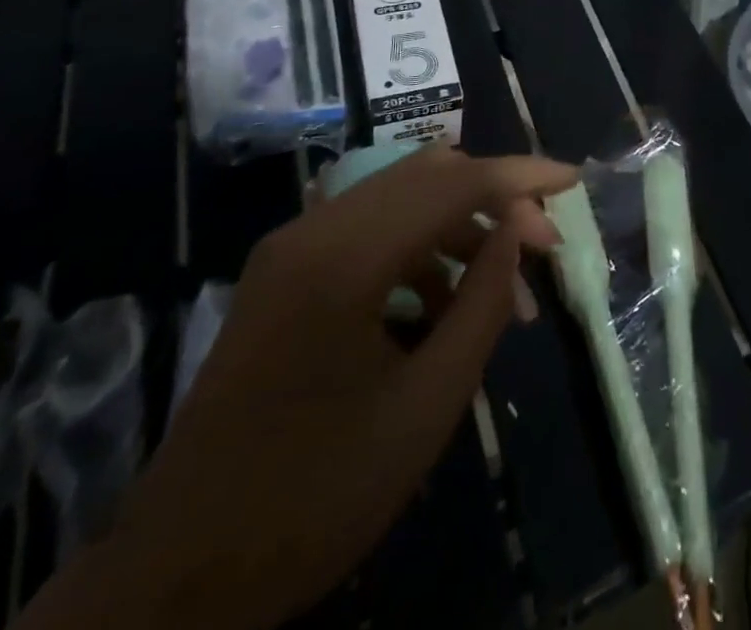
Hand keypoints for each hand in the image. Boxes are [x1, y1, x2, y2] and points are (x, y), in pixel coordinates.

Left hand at [19, 146, 576, 629]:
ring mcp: (291, 248)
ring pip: (401, 198)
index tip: (574, 181)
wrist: (176, 577)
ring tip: (503, 289)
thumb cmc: (314, 496)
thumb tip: (517, 232)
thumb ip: (483, 302)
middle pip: (428, 175)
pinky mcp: (283, 272)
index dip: (522, 176)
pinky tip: (446, 304)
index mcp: (344, 259)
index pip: (454, 182)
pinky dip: (421, 249)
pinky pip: (370, 230)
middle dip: (495, 198)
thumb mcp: (426, 405)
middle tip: (542, 247)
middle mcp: (313, 231)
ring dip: (461, 226)